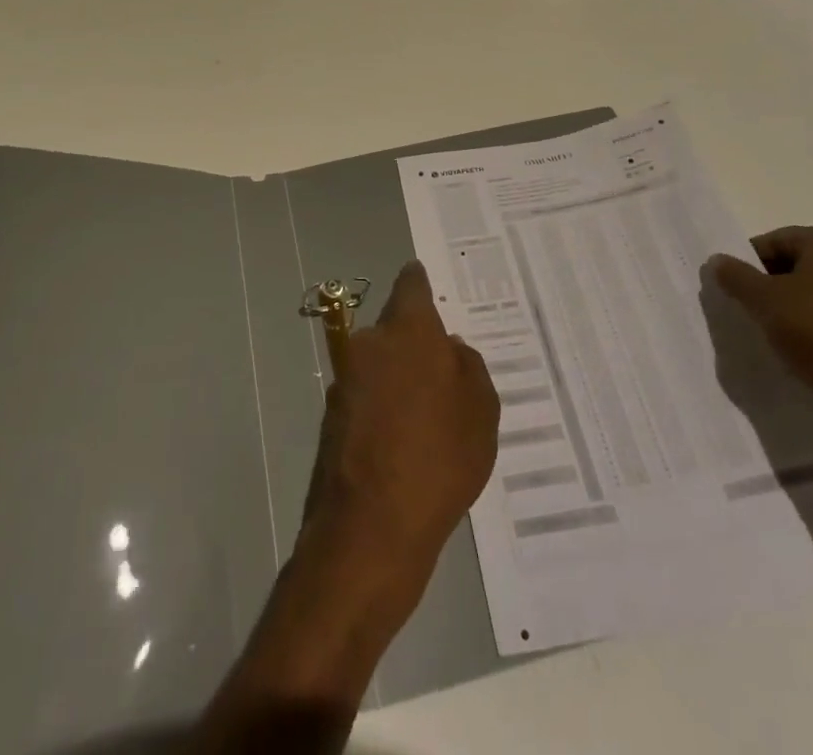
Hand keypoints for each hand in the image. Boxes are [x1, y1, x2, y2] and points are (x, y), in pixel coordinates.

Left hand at [302, 263, 500, 603]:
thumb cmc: (439, 459)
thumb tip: (450, 350)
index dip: (420, 282)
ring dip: (398, 382)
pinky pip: (367, 400)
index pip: (411, 285)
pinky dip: (382, 411)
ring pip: (380, 366)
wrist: (370, 530)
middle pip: (396, 330)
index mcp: (408, 330)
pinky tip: (403, 447)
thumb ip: (468, 368)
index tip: (425, 282)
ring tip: (427, 422)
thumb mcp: (481, 412)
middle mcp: (370, 343)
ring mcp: (345, 380)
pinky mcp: (331, 417)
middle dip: (415, 346)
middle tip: (444, 377)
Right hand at [706, 226, 812, 450]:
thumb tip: (717, 260)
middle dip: (767, 286)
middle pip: (794, 266)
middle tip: (746, 310)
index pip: (773, 241)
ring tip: (769, 335)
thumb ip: (735, 276)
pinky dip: (811, 332)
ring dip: (788, 311)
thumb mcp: (764, 300)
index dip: (747, 263)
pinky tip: (798, 353)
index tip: (731, 289)